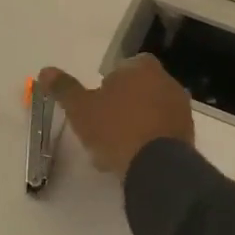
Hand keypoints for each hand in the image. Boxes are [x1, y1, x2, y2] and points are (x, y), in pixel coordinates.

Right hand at [39, 55, 193, 178]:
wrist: (156, 166)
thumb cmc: (114, 129)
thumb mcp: (80, 108)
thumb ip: (64, 88)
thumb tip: (45, 71)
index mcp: (142, 68)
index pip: (122, 68)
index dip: (107, 85)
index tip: (96, 106)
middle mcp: (167, 81)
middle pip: (138, 90)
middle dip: (122, 105)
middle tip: (103, 128)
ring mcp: (181, 109)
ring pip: (151, 112)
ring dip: (136, 124)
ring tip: (117, 149)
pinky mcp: (189, 135)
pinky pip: (163, 132)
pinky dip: (149, 141)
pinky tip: (134, 159)